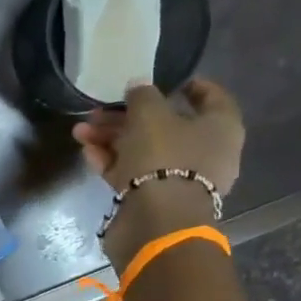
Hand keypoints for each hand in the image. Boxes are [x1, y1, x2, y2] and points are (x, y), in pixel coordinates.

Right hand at [72, 78, 244, 263]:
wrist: (156, 221)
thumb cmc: (164, 157)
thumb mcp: (150, 114)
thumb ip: (143, 95)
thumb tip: (138, 86)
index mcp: (220, 127)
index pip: (211, 97)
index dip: (189, 85)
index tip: (166, 79)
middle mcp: (204, 153)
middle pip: (166, 126)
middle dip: (129, 116)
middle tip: (99, 109)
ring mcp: (178, 179)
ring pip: (144, 150)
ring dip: (112, 139)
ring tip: (81, 131)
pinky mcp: (154, 200)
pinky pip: (133, 173)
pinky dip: (111, 161)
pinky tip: (87, 151)